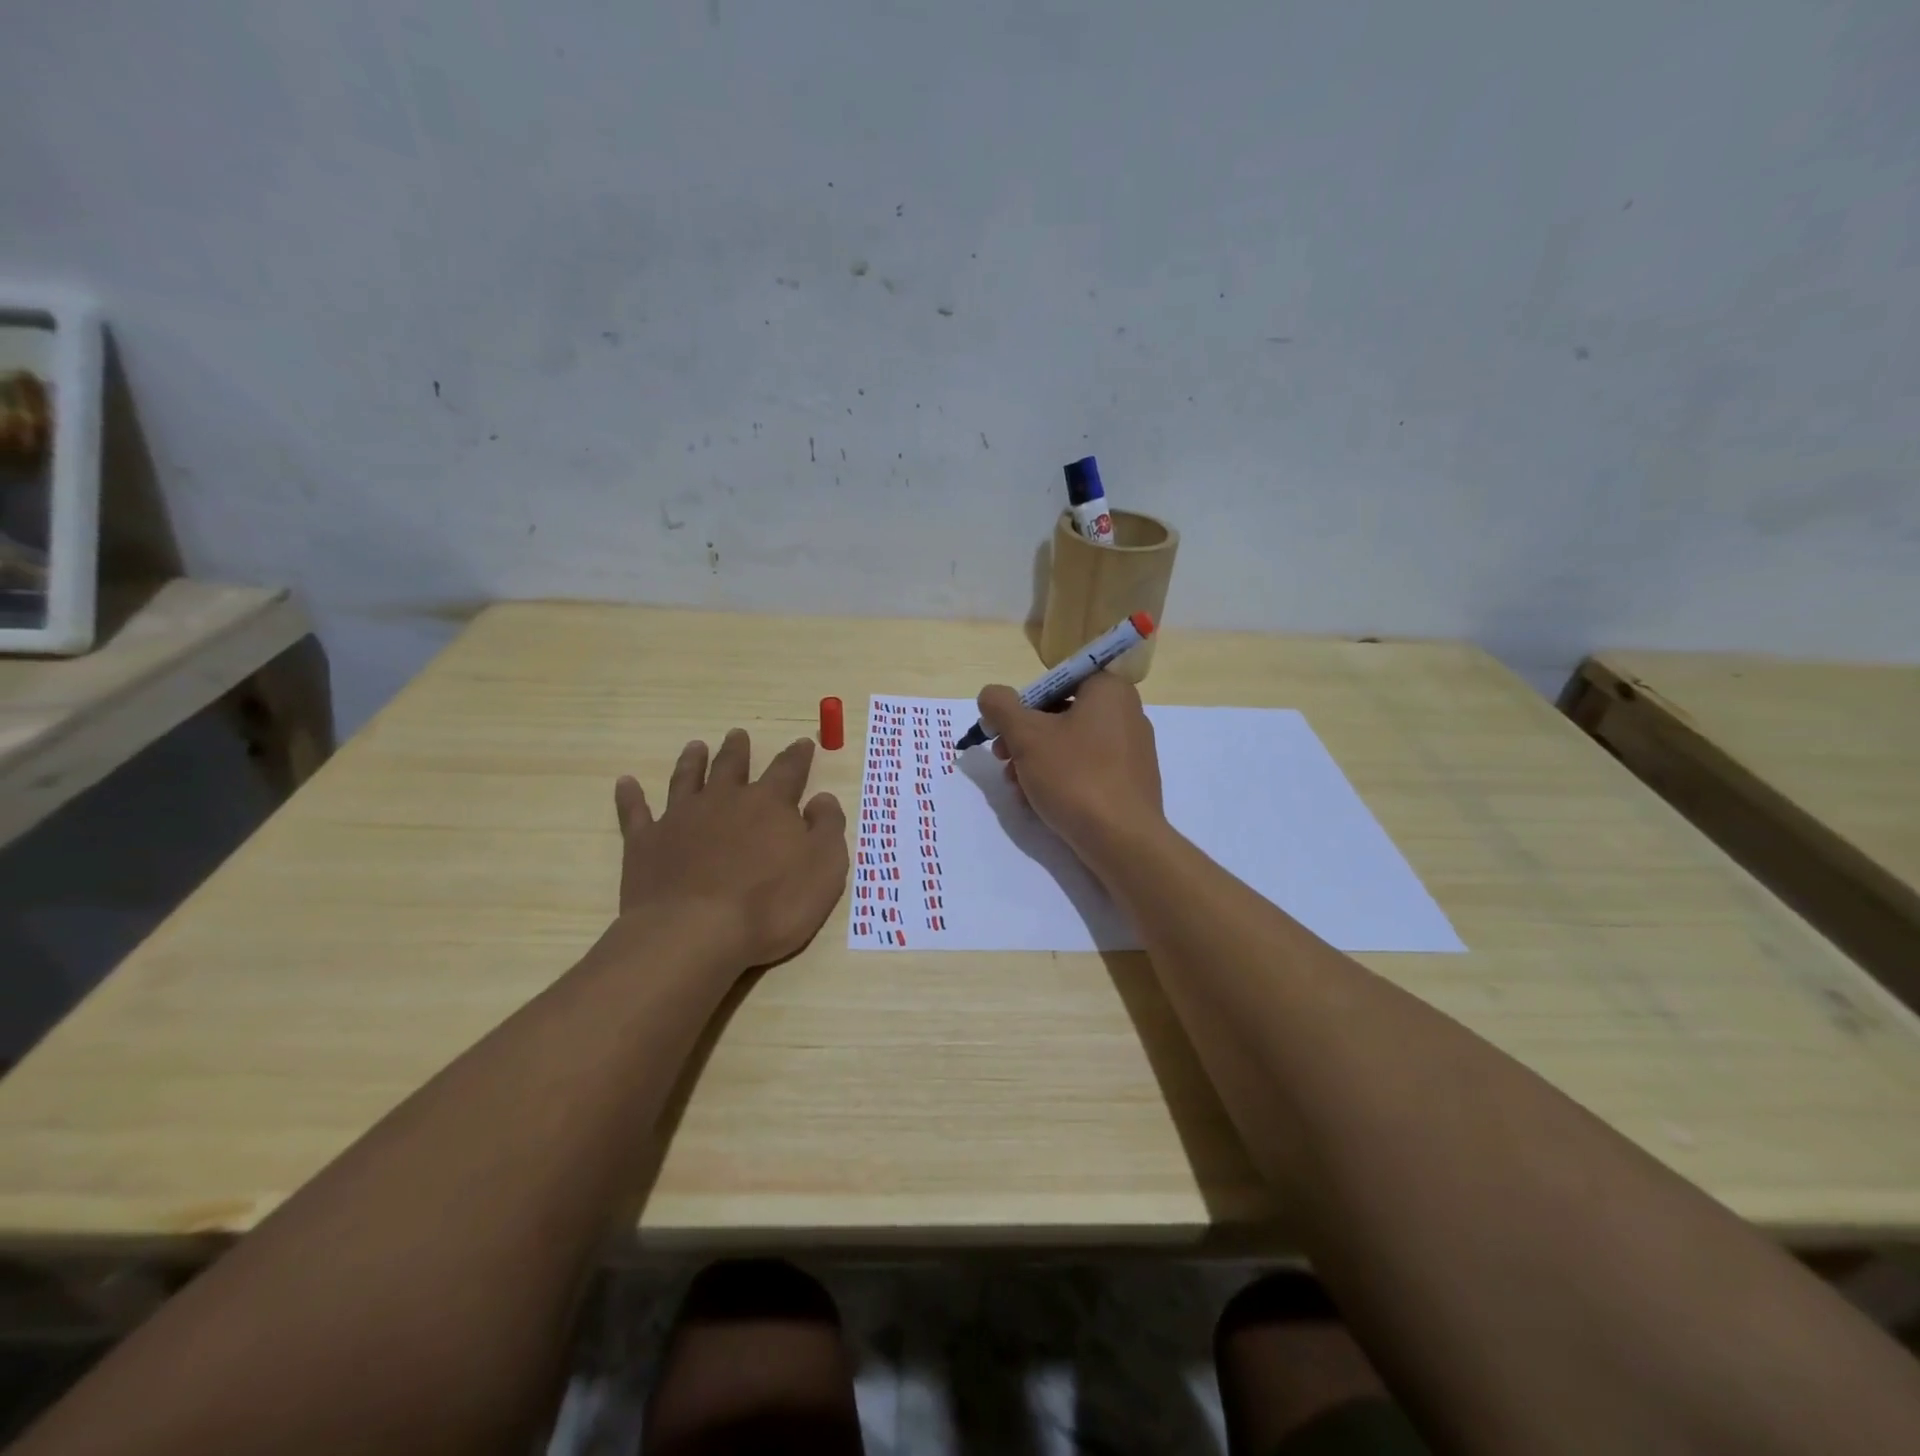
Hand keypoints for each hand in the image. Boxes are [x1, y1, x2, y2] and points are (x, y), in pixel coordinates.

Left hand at [613, 730, 847, 971]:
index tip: (802, 743)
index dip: (798, 755)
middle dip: (738, 750)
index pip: (788, 770)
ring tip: (695, 746)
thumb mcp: (825, 868)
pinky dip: (631, 797)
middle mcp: (724, 800)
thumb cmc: (771, 905)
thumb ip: (828, 828)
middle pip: (732, 766)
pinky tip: (626, 783)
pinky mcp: (646, 843)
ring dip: (692, 761)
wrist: (695, 934)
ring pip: (687, 779)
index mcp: (769, 804)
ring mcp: (680, 819)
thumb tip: (822, 798)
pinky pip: (635, 812)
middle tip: (738, 734)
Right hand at [977, 672, 1165, 866]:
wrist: (1122, 840)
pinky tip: (1036, 802)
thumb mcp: (1026, 736)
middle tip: (1001, 758)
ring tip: (1016, 787)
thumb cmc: (1075, 776)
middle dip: (1024, 737)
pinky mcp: (1130, 782)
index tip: (1002, 727)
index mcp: (1109, 690)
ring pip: (1070, 745)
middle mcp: (1127, 712)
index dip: (1023, 702)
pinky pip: (1087, 769)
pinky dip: (1059, 779)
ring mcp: (1132, 750)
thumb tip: (991, 695)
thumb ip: (1001, 707)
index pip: (1057, 680)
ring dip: (1035, 761)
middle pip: (1061, 713)